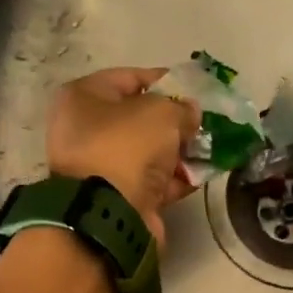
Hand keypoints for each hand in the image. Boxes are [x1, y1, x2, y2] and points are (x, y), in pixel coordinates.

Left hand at [48, 67, 198, 244]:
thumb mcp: (162, 113)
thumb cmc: (127, 147)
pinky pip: (150, 181)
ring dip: (178, 152)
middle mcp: (85, 131)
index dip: (163, 81)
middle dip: (173, 121)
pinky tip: (201, 176)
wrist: (110, 213)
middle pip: (138, 119)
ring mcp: (100, 168)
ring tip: (209, 150)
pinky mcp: (117, 198)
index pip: (128, 78)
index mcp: (83, 99)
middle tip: (202, 123)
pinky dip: (174, 178)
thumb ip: (181, 107)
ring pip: (147, 152)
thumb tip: (190, 113)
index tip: (192, 89)